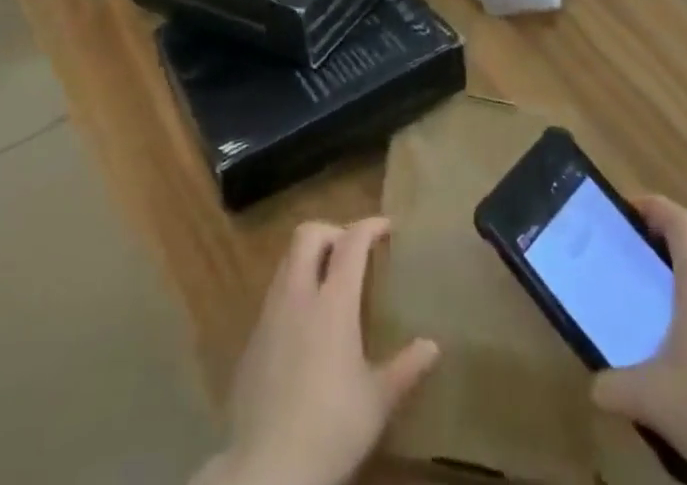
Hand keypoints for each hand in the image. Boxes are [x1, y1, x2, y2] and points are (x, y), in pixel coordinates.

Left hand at [197, 219, 440, 484]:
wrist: (267, 468)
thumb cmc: (331, 428)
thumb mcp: (377, 402)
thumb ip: (406, 368)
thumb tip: (433, 346)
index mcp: (333, 302)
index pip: (351, 242)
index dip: (369, 226)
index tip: (386, 226)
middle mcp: (298, 295)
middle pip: (309, 234)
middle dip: (332, 231)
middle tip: (353, 249)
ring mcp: (270, 314)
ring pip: (287, 260)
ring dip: (309, 257)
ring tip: (330, 280)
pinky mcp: (253, 338)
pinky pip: (274, 293)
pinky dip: (293, 288)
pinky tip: (305, 322)